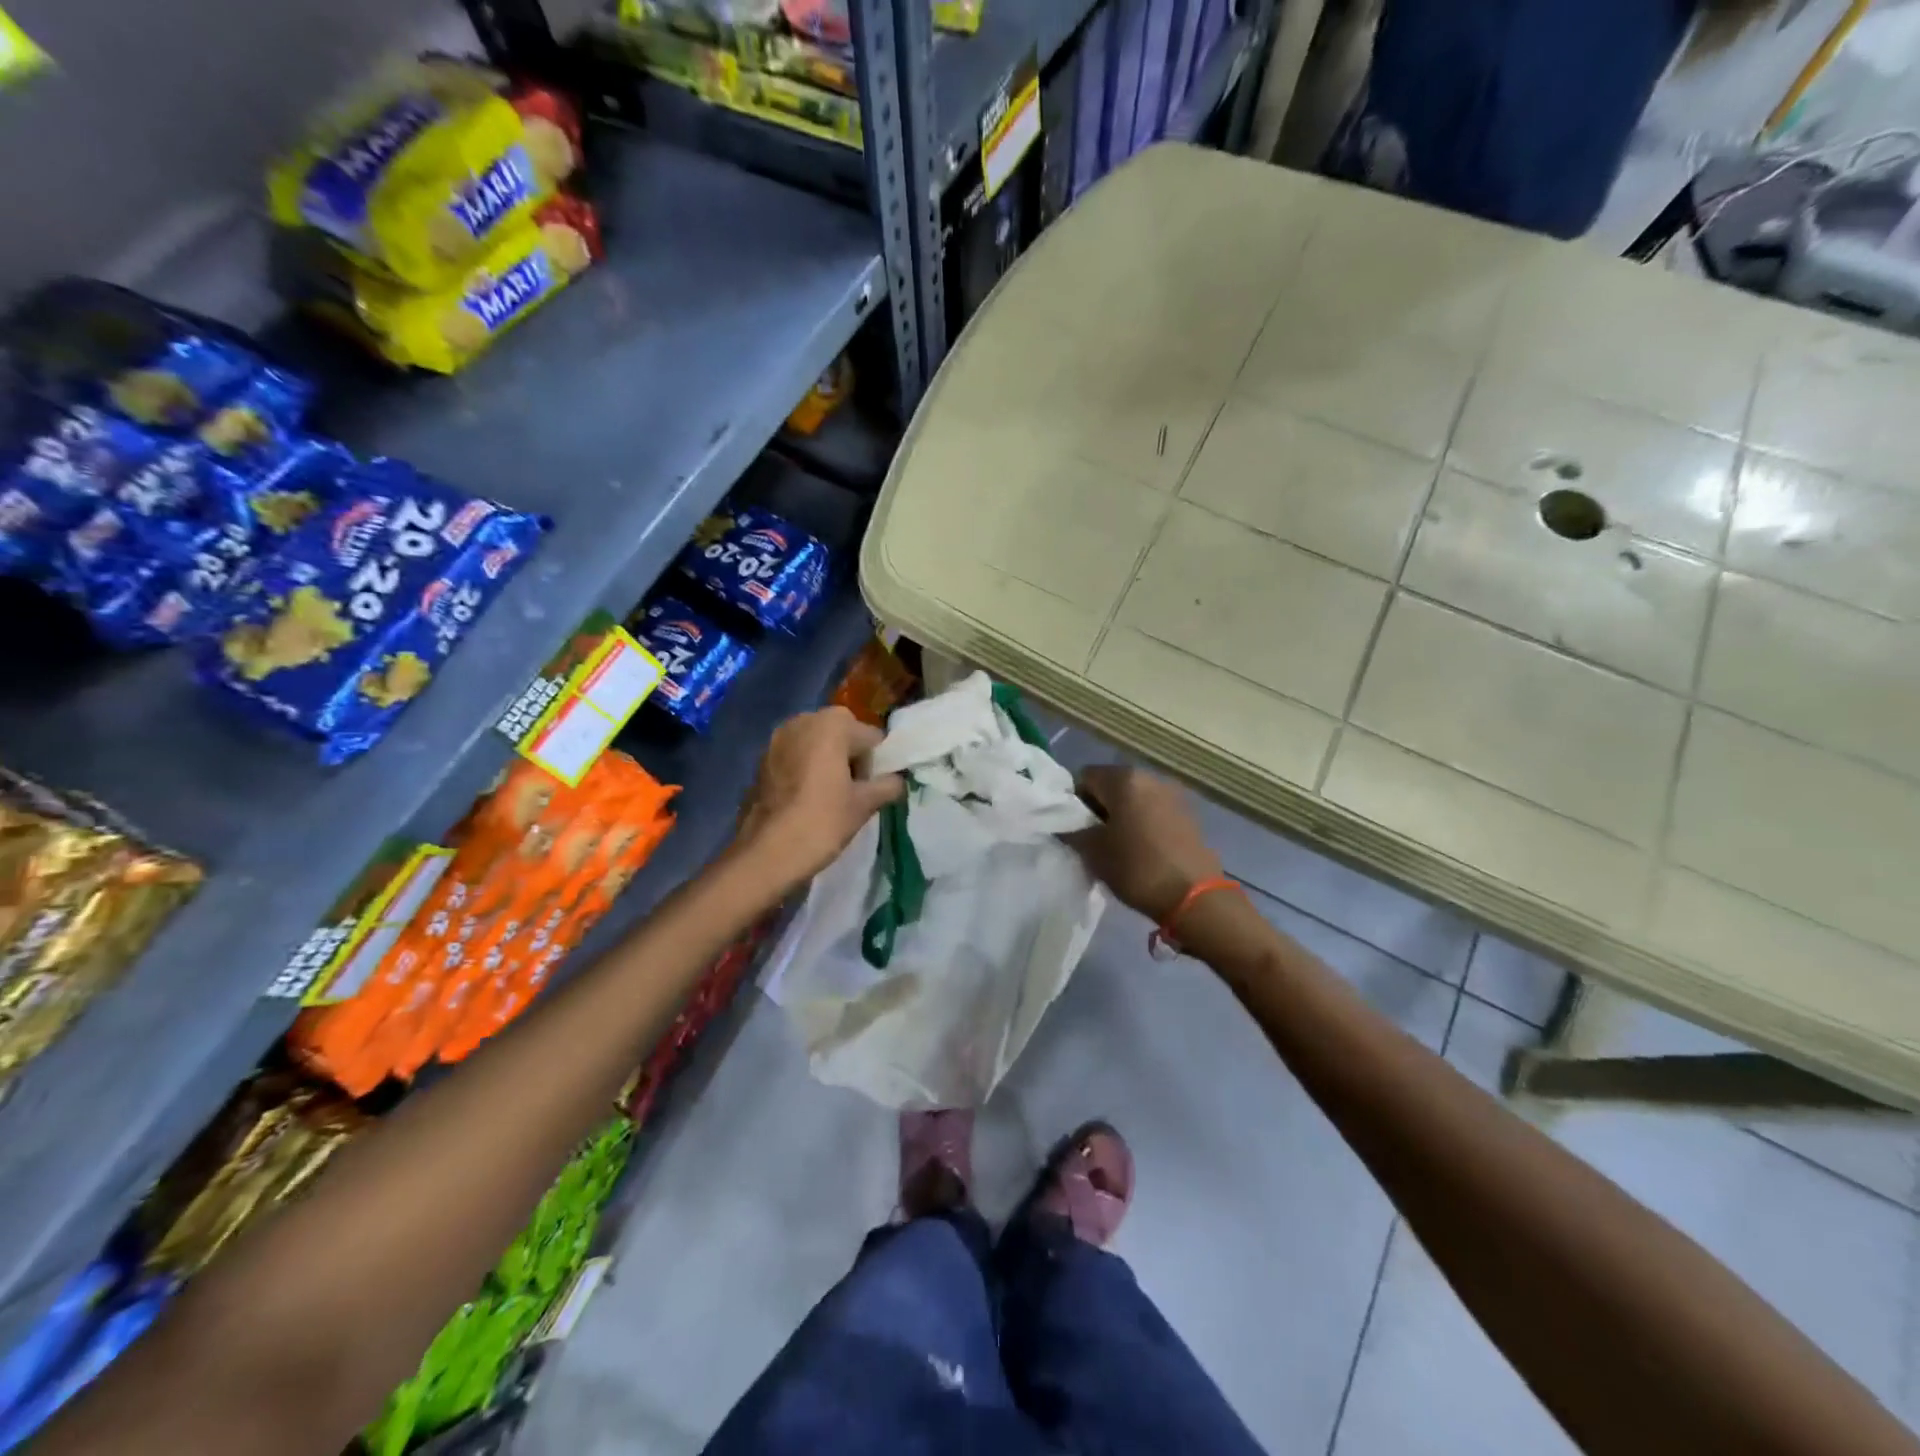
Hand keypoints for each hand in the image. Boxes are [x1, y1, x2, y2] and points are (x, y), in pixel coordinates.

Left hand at [735, 706, 904, 891]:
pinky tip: (806, 800)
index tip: (871, 790)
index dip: (877, 764)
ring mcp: (777, 739)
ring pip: (816, 745)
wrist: (765, 853)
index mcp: (832, 723)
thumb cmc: (821, 821)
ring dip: (827, 763)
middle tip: (852, 793)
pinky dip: (805, 771)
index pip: (872, 738)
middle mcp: (802, 720)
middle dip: (851, 758)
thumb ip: (888, 785)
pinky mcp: (761, 759)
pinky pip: (795, 757)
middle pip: (842, 735)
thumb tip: (898, 780)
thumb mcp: (864, 805)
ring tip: (829, 798)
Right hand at [1067, 765, 1222, 922]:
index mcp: (1124, 779)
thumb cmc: (1137, 868)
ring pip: (1134, 797)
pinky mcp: (1189, 813)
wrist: (1195, 897)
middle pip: (1111, 784)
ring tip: (1119, 846)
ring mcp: (1173, 794)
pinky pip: (1154, 810)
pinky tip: (1142, 849)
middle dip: (1099, 807)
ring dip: (1122, 815)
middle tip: (1094, 839)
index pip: (1084, 777)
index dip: (1073, 802)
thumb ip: (1072, 831)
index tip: (1074, 829)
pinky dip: (1143, 822)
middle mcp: (1150, 777)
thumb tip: (1064, 823)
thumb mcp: (1093, 852)